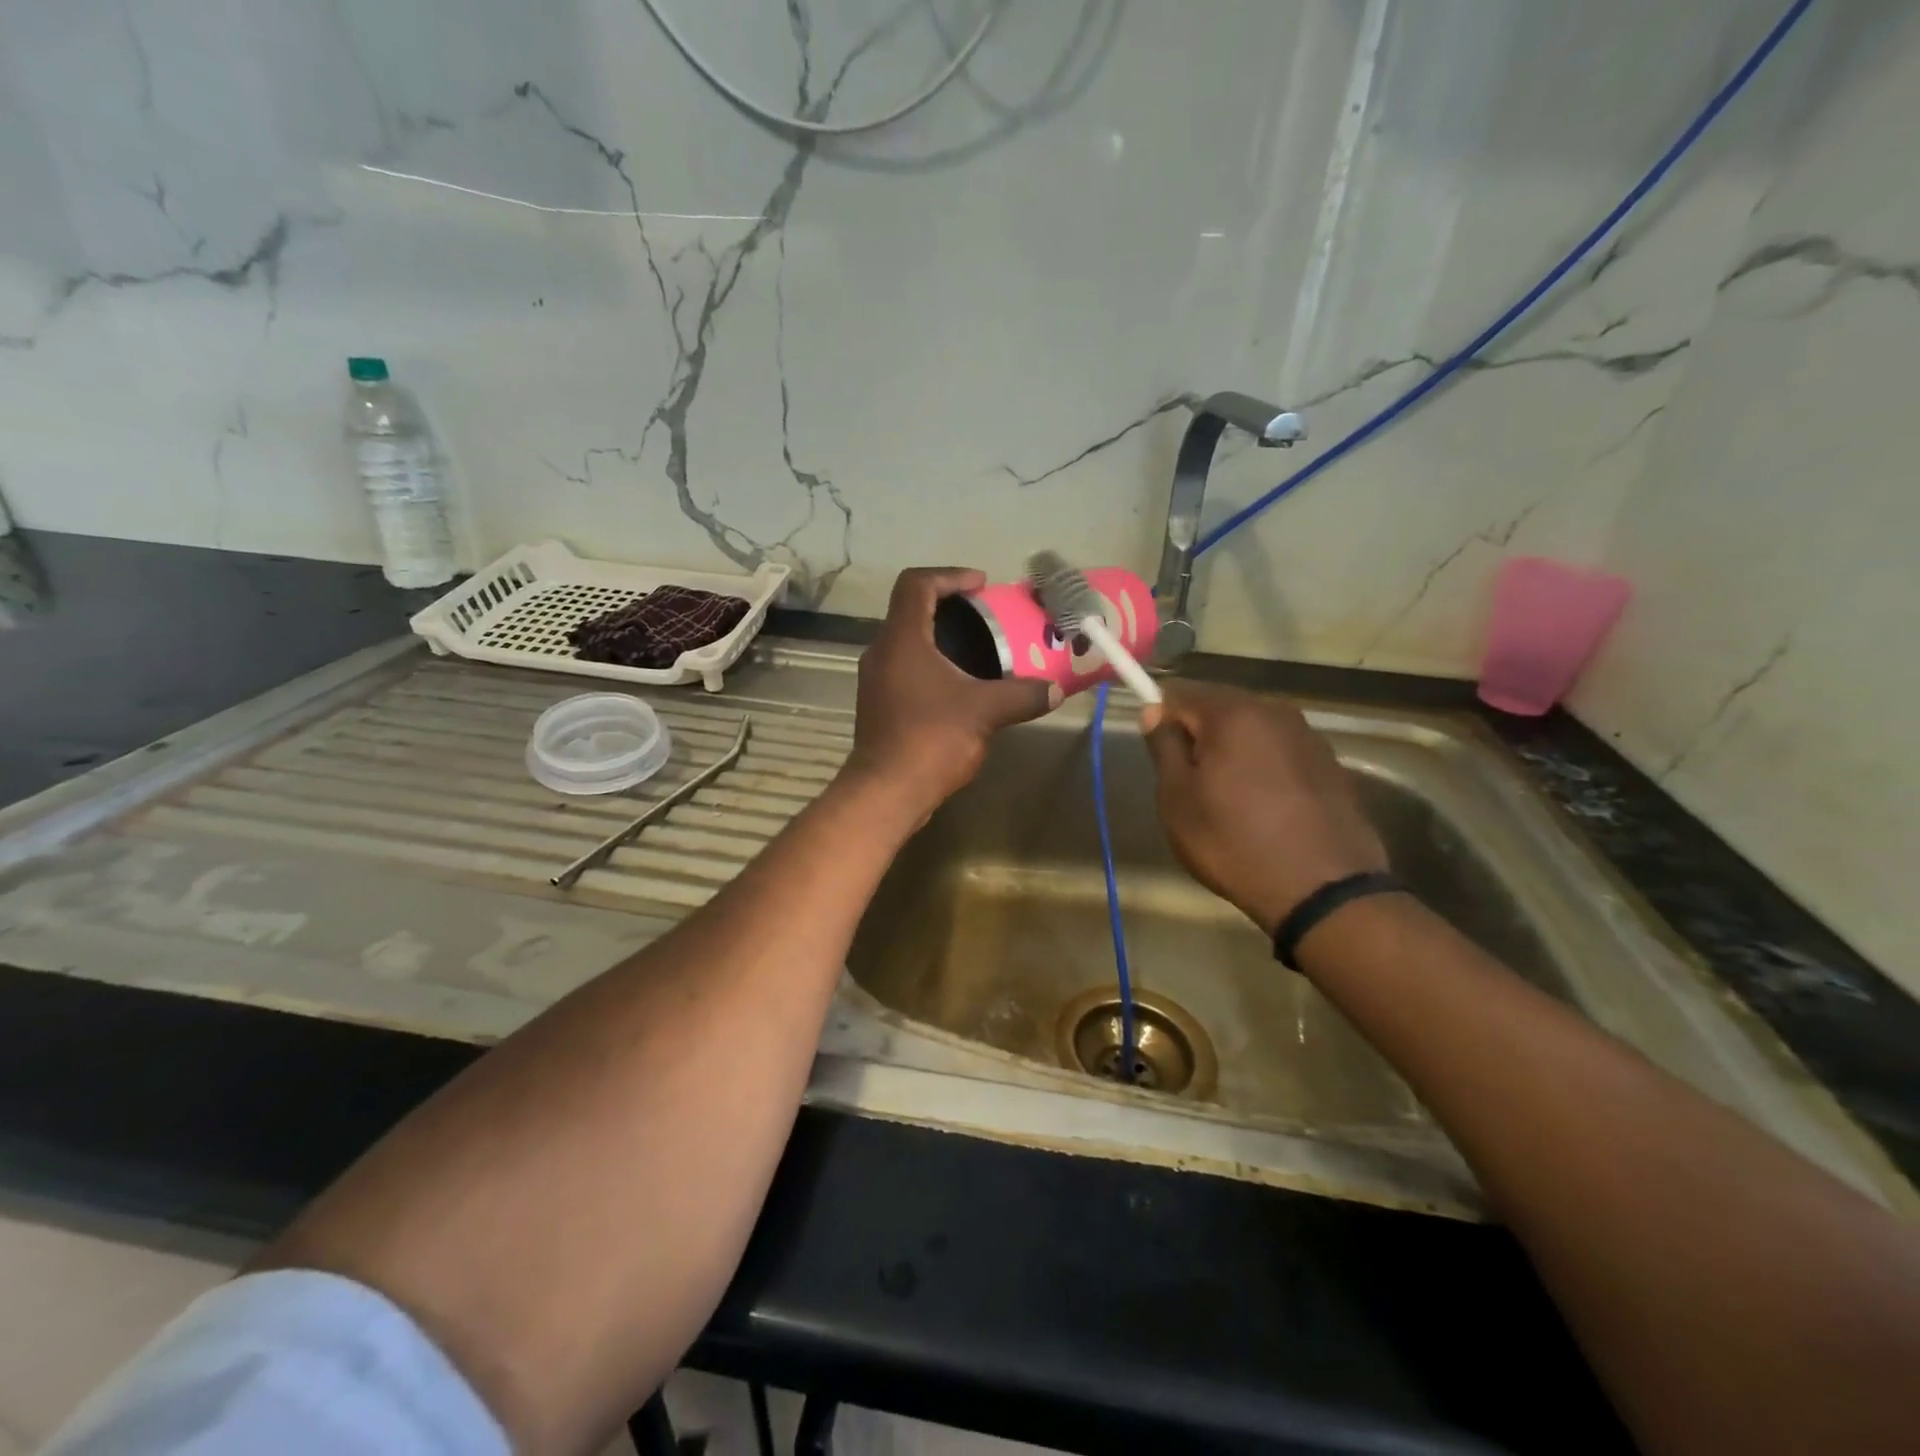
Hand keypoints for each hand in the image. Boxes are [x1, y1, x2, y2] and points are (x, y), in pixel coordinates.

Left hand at [845, 568, 1057, 821]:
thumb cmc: (932, 739)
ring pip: (909, 644)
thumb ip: (1023, 695)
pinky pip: (906, 671)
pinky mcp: (878, 706)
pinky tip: (961, 690)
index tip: (981, 586)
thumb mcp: (985, 712)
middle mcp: (882, 652)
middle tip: (987, 619)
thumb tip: (1056, 689)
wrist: (886, 792)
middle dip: (951, 609)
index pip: (916, 584)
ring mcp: (876, 681)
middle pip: (912, 611)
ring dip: (942, 641)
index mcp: (902, 639)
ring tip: (980, 653)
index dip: (949, 575)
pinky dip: (933, 668)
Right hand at [1141, 682, 1387, 937]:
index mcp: (1232, 713)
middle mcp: (1274, 711)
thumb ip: (1164, 746)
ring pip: (1252, 728)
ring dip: (1232, 749)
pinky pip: (1280, 751)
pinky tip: (1263, 806)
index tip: (1157, 752)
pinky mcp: (1330, 764)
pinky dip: (1263, 766)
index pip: (1179, 692)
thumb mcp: (1178, 799)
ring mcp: (1308, 736)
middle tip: (1188, 781)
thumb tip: (1155, 711)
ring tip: (1227, 797)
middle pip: (1219, 706)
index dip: (1160, 716)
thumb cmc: (1234, 842)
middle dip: (1198, 733)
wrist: (1324, 889)